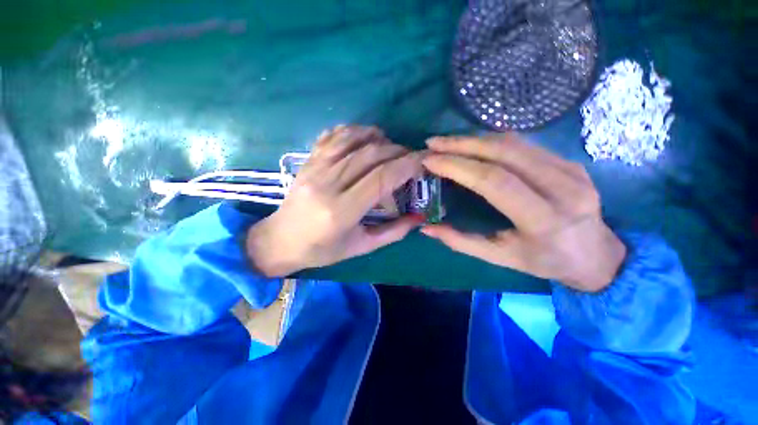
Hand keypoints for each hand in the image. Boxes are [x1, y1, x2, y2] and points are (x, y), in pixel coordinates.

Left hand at [246, 125, 424, 276]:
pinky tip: (365, 136)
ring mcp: (314, 169)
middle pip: (369, 155)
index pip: (380, 178)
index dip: (406, 166)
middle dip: (397, 151)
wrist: (280, 241)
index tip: (423, 162)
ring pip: (351, 140)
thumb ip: (392, 232)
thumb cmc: (322, 250)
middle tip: (411, 157)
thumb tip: (418, 218)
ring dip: (378, 137)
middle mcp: (327, 185)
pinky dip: (353, 131)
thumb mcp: (360, 247)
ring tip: (391, 146)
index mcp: (341, 211)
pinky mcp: (307, 161)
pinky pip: (332, 136)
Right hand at [421, 134, 625, 291]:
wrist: (597, 255)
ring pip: (514, 143)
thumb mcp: (501, 258)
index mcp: (544, 219)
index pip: (494, 181)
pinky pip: (524, 144)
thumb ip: (461, 242)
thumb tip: (426, 228)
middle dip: (461, 145)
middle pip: (504, 153)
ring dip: (474, 139)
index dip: (458, 166)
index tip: (430, 161)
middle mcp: (563, 188)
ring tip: (446, 143)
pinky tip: (472, 145)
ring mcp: (571, 169)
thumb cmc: (546, 261)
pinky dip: (491, 141)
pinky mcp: (570, 161)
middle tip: (433, 144)